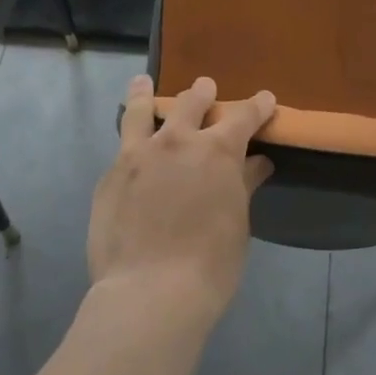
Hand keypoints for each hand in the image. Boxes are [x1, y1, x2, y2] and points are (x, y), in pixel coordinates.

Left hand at [89, 75, 275, 323]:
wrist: (149, 292)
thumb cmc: (210, 264)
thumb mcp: (237, 223)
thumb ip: (243, 185)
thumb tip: (258, 162)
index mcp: (217, 150)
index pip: (244, 116)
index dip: (258, 105)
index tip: (265, 99)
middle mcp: (178, 141)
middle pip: (191, 102)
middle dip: (203, 93)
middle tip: (206, 88)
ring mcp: (139, 155)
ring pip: (142, 110)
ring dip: (146, 93)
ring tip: (142, 82)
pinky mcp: (110, 176)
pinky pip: (122, 148)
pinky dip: (130, 140)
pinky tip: (128, 148)